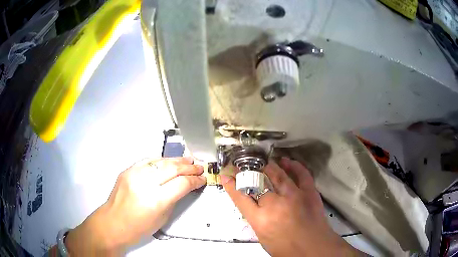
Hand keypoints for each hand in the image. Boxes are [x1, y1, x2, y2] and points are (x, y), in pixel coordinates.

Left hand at [64, 157, 205, 255]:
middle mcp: (144, 183)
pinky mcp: (127, 170)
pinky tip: (168, 161)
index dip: (195, 180)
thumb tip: (184, 185)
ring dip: (176, 160)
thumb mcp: (163, 217)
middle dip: (188, 167)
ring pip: (160, 161)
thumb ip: (174, 199)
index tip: (202, 179)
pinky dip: (161, 160)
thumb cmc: (139, 227)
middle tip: (199, 166)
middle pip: (172, 168)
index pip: (181, 183)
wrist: (113, 222)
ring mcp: (134, 174)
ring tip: (188, 159)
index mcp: (155, 200)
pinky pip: (147, 161)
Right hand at [222, 157, 362, 256]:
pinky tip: (287, 161)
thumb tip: (252, 207)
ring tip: (264, 163)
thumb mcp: (263, 238)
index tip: (226, 176)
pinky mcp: (309, 192)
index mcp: (261, 220)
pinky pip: (301, 174)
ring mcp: (294, 196)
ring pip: (278, 174)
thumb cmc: (287, 249)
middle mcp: (275, 205)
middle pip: (259, 182)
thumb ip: (256, 221)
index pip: (241, 198)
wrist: (314, 249)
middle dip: (250, 173)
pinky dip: (294, 166)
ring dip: (269, 167)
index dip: (232, 186)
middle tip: (246, 167)